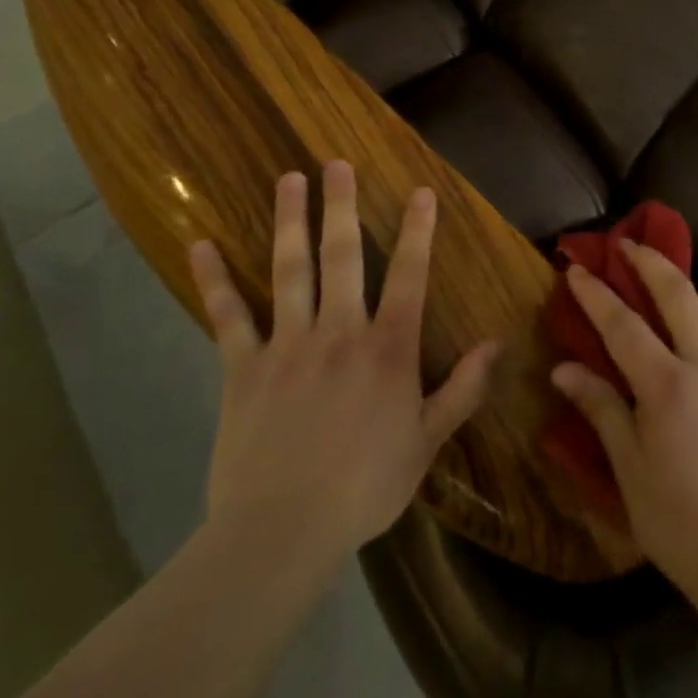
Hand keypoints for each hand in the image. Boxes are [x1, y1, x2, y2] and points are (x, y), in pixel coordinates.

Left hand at [188, 163, 499, 589]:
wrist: (281, 534)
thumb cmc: (365, 486)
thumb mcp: (426, 441)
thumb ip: (462, 389)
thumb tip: (496, 343)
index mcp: (387, 348)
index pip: (409, 275)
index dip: (417, 231)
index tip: (421, 191)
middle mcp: (339, 332)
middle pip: (342, 257)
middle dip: (342, 206)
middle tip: (337, 162)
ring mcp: (287, 345)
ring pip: (289, 271)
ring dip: (290, 222)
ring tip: (289, 180)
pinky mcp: (243, 369)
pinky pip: (228, 318)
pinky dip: (215, 281)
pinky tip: (201, 245)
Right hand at [550, 241, 697, 594]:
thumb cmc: (676, 519)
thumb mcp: (628, 469)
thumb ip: (600, 409)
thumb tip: (564, 369)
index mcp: (668, 386)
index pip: (624, 325)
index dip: (597, 293)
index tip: (575, 269)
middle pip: (678, 294)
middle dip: (649, 261)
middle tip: (625, 244)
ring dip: (691, 290)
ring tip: (667, 296)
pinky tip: (697, 338)